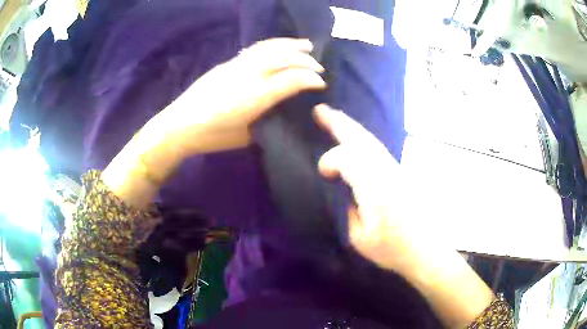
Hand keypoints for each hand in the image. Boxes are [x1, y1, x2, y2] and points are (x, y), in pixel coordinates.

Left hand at [161, 38, 326, 155]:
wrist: (180, 125)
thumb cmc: (213, 137)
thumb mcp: (246, 137)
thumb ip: (266, 121)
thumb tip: (278, 112)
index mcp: (257, 97)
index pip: (292, 80)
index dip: (311, 80)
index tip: (322, 84)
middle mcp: (250, 75)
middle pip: (284, 59)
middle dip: (306, 61)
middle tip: (319, 67)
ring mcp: (238, 66)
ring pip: (270, 49)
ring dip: (291, 45)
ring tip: (306, 45)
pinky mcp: (228, 63)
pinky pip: (255, 49)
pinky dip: (272, 45)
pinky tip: (278, 47)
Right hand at [314, 104, 415, 272]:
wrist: (426, 250)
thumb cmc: (393, 249)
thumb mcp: (359, 238)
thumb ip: (347, 209)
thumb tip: (343, 189)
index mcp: (376, 188)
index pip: (348, 159)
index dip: (330, 161)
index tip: (323, 173)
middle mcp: (387, 171)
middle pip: (361, 139)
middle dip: (339, 123)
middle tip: (320, 110)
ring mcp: (396, 170)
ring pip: (371, 141)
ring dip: (351, 128)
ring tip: (333, 117)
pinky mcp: (400, 173)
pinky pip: (377, 149)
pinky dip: (362, 139)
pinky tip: (354, 139)